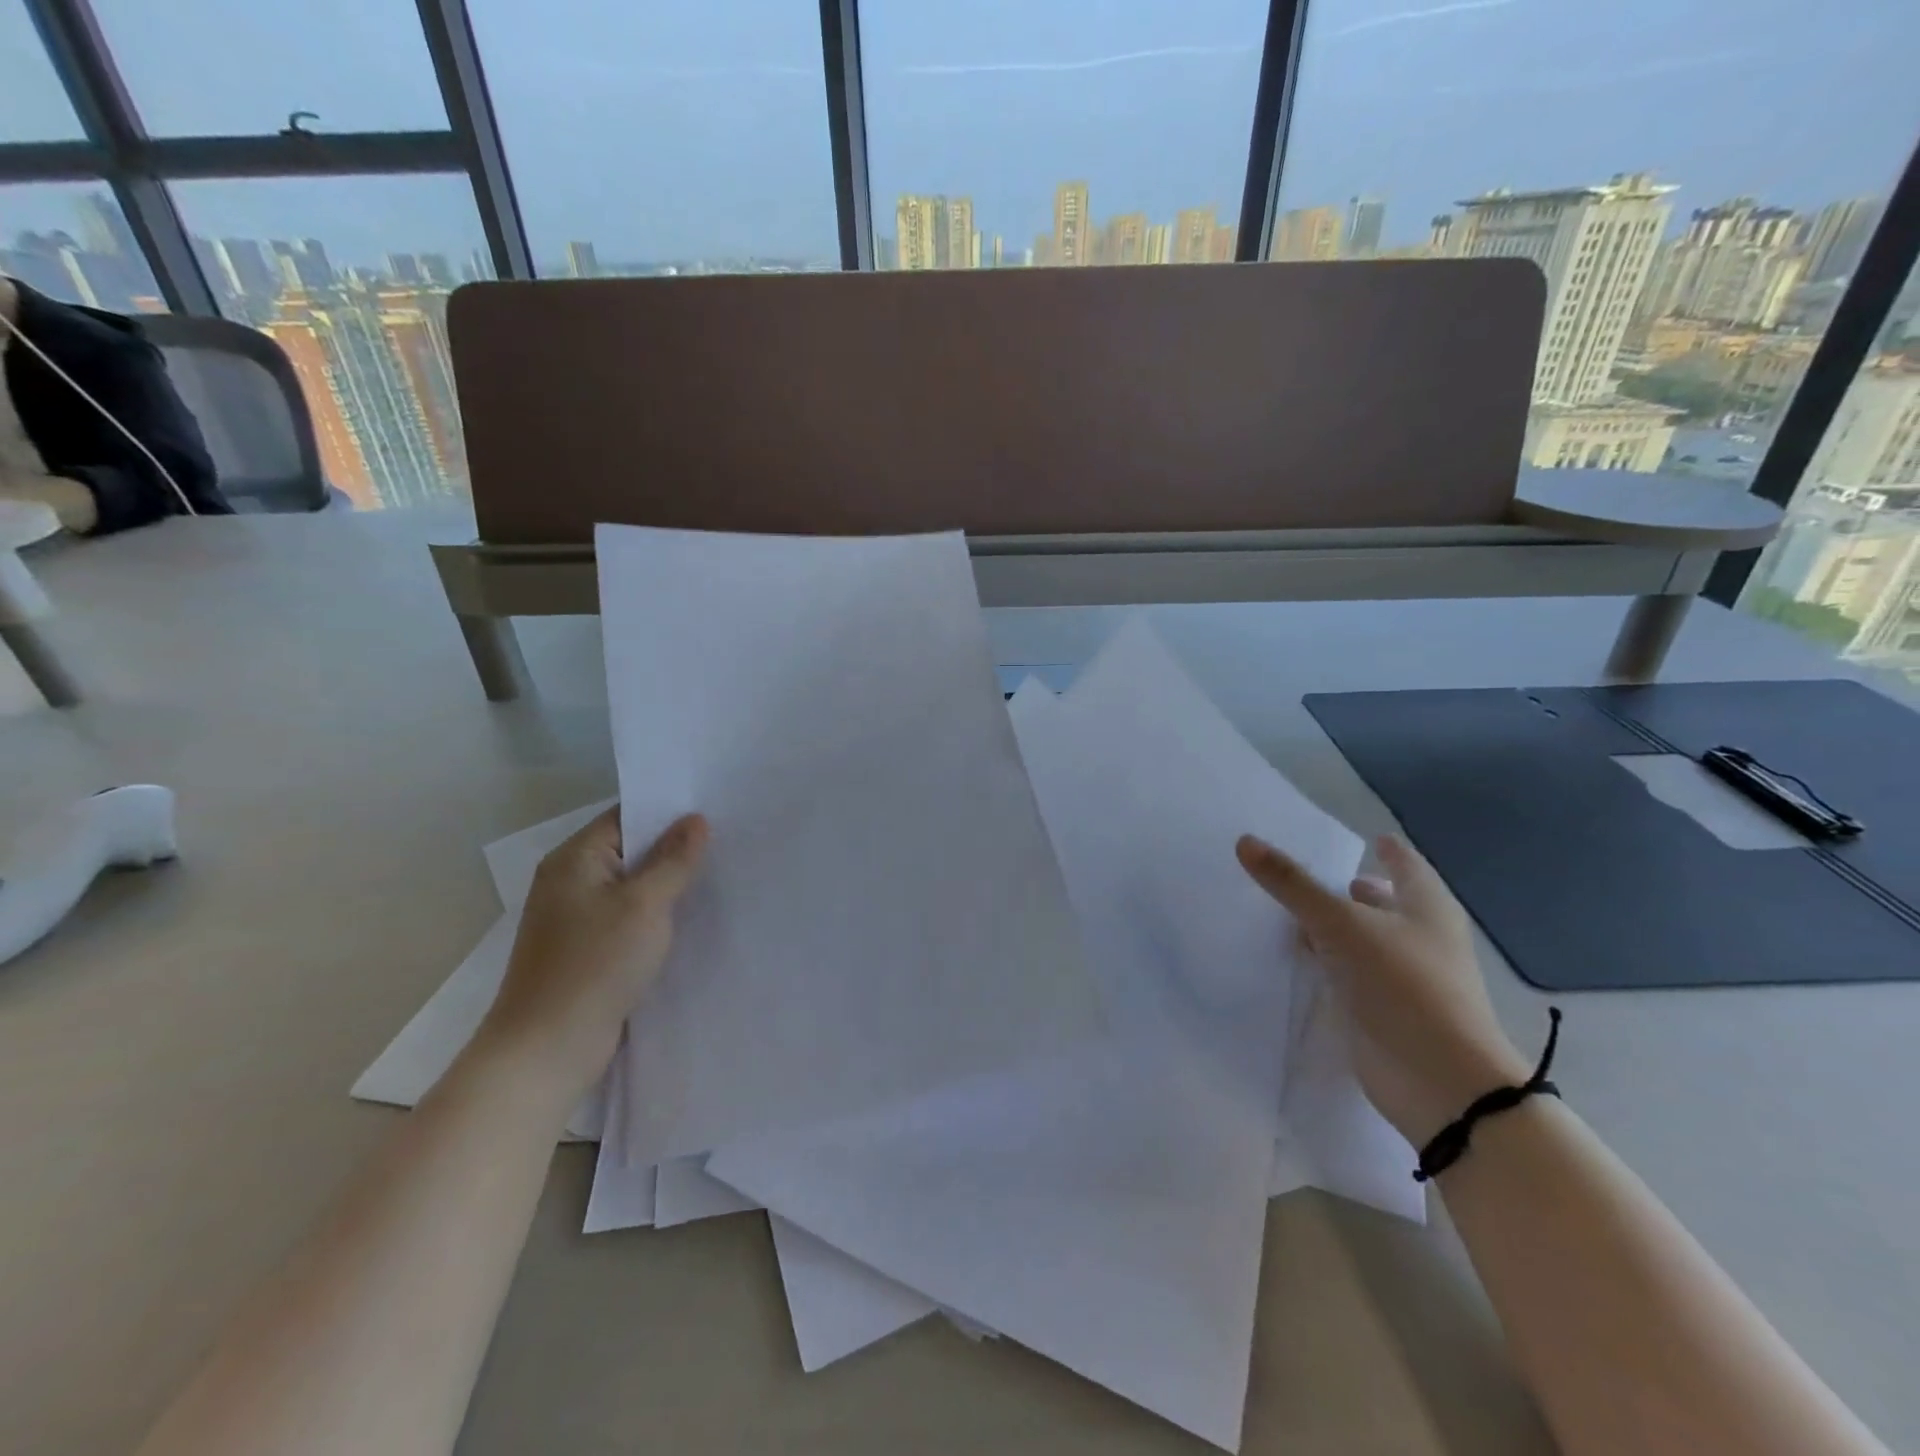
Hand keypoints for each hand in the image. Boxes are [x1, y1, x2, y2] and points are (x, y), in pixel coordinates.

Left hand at [476, 808, 708, 1099]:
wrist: (547, 1050)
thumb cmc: (594, 966)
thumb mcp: (644, 905)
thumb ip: (673, 860)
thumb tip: (695, 819)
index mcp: (574, 859)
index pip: (626, 815)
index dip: (668, 810)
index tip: (714, 810)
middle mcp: (570, 881)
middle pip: (630, 848)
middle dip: (674, 847)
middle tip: (727, 840)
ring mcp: (576, 917)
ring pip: (632, 885)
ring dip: (668, 882)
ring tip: (718, 874)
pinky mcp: (587, 949)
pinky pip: (628, 916)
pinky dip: (656, 913)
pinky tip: (690, 916)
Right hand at [1236, 832, 1527, 1146]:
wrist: (1437, 1080)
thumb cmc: (1402, 984)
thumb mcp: (1340, 923)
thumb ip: (1292, 884)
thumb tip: (1245, 841)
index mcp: (1425, 908)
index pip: (1406, 867)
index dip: (1389, 852)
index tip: (1372, 838)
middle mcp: (1420, 939)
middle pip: (1384, 905)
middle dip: (1353, 891)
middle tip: (1311, 875)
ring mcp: (1403, 979)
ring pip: (1362, 941)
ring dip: (1334, 929)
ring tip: (1291, 912)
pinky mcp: (1381, 1011)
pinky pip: (1348, 975)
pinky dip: (1326, 963)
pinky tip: (1297, 958)